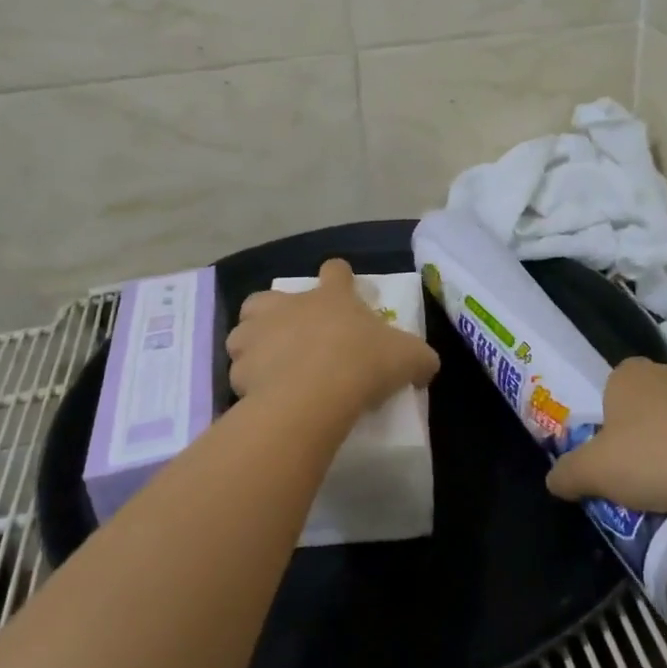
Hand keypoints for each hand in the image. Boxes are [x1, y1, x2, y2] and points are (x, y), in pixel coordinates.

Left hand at [226, 259, 439, 415]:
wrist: (313, 395)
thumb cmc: (362, 363)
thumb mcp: (408, 358)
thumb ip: (419, 357)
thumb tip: (427, 364)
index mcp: (331, 296)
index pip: (335, 271)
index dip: (339, 278)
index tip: (343, 289)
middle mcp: (288, 306)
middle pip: (269, 297)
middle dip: (275, 312)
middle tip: (292, 335)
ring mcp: (258, 334)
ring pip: (244, 331)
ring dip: (254, 344)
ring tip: (269, 366)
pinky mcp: (239, 367)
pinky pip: (240, 371)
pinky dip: (249, 381)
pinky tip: (263, 396)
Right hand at [545, 358, 666, 521]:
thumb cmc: (653, 462)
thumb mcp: (594, 473)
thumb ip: (567, 473)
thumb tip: (552, 481)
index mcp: (630, 374)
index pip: (612, 389)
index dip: (611, 422)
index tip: (616, 457)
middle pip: (648, 403)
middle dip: (644, 432)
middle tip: (643, 474)